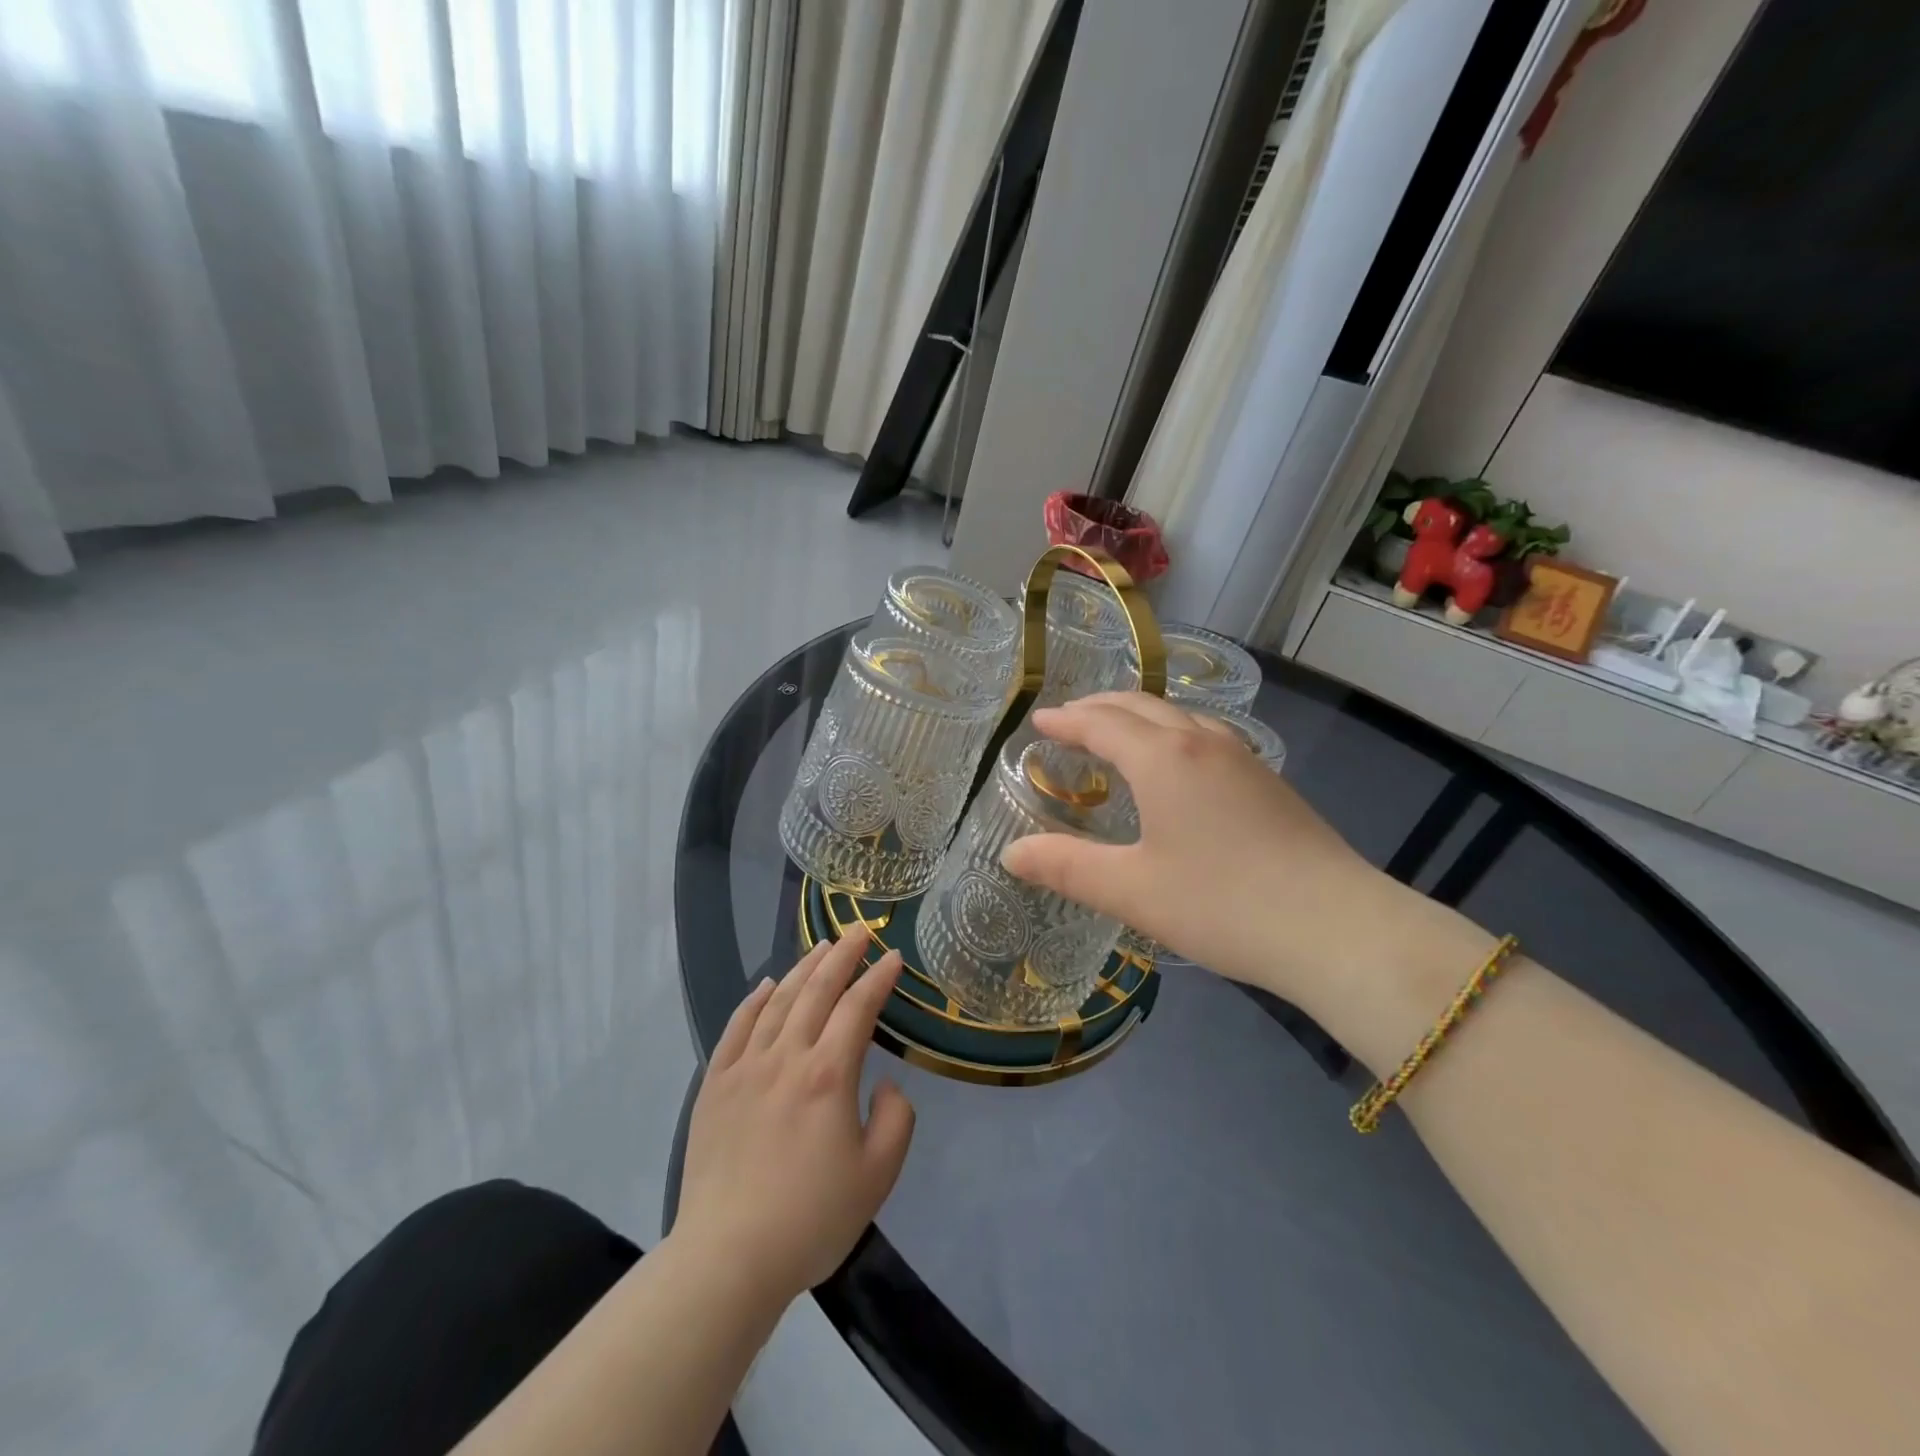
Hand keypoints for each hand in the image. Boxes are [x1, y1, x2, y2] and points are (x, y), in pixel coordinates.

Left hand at [676, 927, 914, 1307]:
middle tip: (858, 930)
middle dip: (842, 955)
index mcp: (829, 1075)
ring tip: (821, 946)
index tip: (893, 956)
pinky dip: (754, 1000)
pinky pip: (736, 1028)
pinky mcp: (715, 1086)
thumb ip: (896, 1120)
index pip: (858, 1008)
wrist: (727, 1258)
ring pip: (778, 1001)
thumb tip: (884, 1083)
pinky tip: (767, 985)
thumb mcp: (877, 1176)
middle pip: (817, 990)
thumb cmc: (810, 1219)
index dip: (878, 977)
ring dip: (803, 968)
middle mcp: (786, 1057)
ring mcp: (745, 1068)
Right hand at [1000, 693, 1482, 1007]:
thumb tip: (1010, 854)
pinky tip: (1178, 766)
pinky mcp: (1268, 782)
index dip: (1066, 720)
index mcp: (1164, 758)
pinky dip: (1172, 735)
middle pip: (1141, 707)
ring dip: (1139, 717)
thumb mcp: (1132, 890)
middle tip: (1068, 720)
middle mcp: (1203, 743)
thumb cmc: (1222, 904)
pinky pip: (1206, 737)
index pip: (1102, 723)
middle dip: (1099, 708)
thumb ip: (1066, 867)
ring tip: (1117, 736)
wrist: (1336, 927)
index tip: (1039, 720)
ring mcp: (1243, 759)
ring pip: (1179, 717)